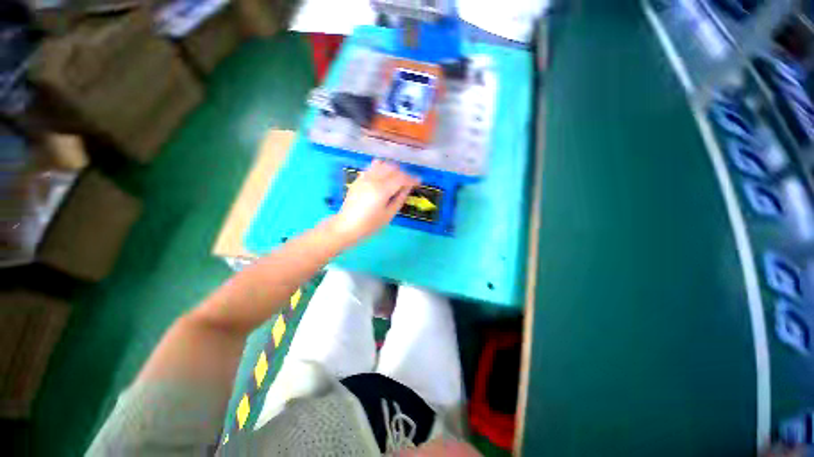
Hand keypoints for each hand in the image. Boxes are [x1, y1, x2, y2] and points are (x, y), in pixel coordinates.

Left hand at [328, 160, 418, 244]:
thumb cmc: (369, 225)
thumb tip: (407, 188)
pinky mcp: (358, 179)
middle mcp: (373, 180)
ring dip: (391, 169)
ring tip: (395, 178)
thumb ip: (399, 199)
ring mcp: (364, 178)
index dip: (412, 179)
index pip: (401, 178)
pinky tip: (382, 178)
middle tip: (407, 183)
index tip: (419, 181)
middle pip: (392, 168)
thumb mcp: (389, 215)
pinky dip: (380, 169)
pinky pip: (371, 168)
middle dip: (402, 173)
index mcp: (382, 190)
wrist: (346, 226)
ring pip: (381, 164)